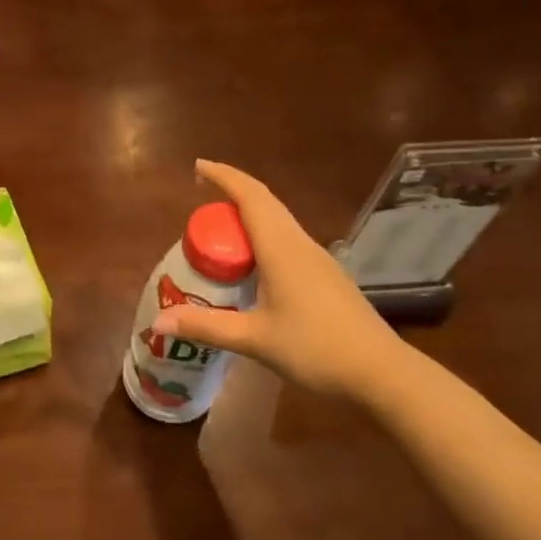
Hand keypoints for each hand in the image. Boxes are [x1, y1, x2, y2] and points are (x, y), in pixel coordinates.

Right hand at [151, 160, 408, 399]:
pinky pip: (288, 240)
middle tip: (202, 193)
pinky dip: (263, 235)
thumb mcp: (254, 339)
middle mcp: (300, 244)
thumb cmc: (316, 349)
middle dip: (234, 191)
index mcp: (281, 248)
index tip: (199, 166)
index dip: (224, 176)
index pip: (250, 197)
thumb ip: (206, 327)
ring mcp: (318, 260)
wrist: (382, 373)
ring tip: (222, 227)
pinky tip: (254, 262)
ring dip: (250, 213)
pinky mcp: (327, 277)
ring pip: (279, 221)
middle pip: (266, 202)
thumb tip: (158, 322)